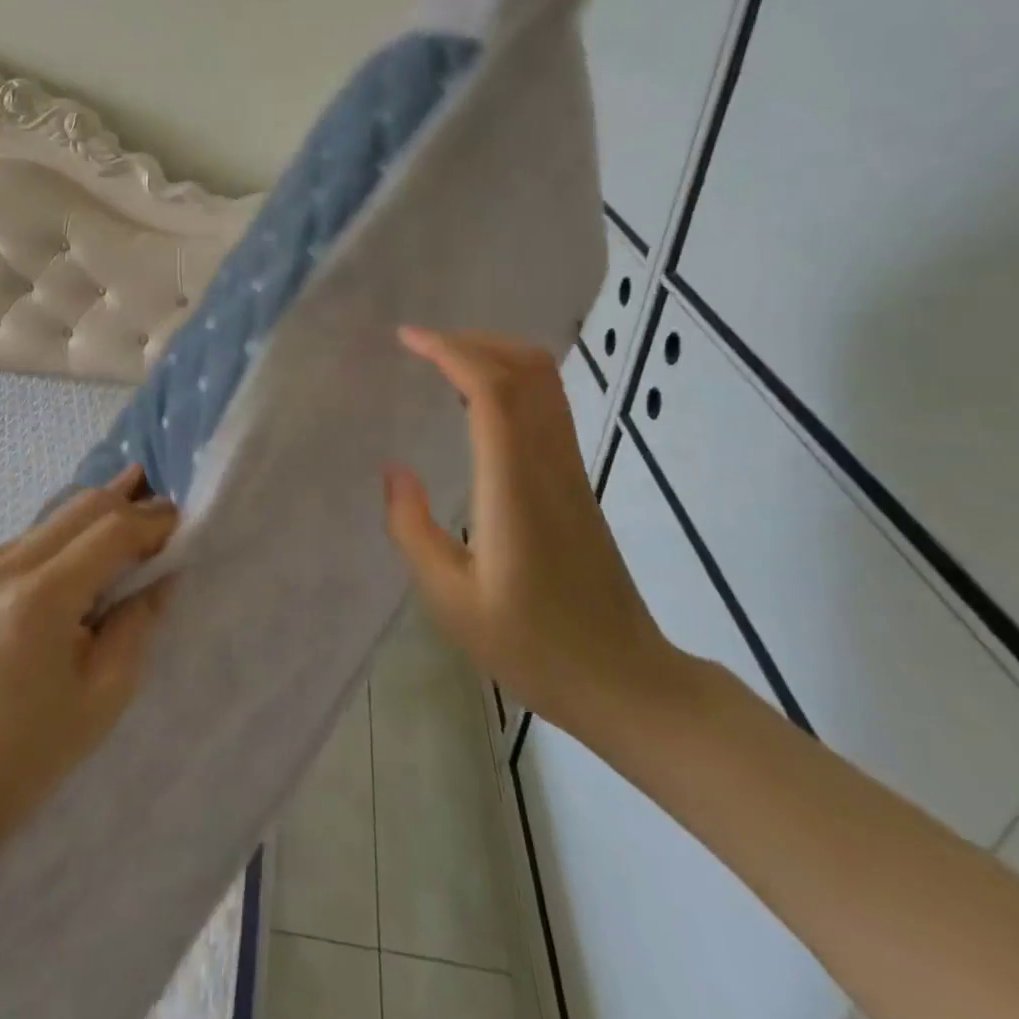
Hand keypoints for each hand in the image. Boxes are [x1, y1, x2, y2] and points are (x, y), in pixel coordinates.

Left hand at [0, 465, 178, 833]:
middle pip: (81, 508)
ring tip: (130, 505)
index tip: (180, 521)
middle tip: (161, 510)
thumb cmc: (36, 748)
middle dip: (127, 505)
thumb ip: (140, 617)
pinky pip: (26, 539)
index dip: (151, 521)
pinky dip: (61, 541)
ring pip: (53, 518)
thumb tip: (165, 568)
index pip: (110, 531)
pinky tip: (79, 554)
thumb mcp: (108, 689)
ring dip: (94, 519)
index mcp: (37, 600)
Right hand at [381, 326, 679, 738]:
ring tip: (444, 365)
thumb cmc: (532, 645)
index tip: (408, 339)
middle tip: (422, 346)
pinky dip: (511, 382)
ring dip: (495, 356)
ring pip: (545, 382)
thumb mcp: (450, 599)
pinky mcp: (577, 481)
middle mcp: (549, 463)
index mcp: (514, 485)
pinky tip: (476, 405)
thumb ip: (412, 529)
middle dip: (472, 341)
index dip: (451, 351)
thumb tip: (394, 470)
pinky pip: (548, 406)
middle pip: (526, 368)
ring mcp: (570, 469)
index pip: (492, 389)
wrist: (624, 680)